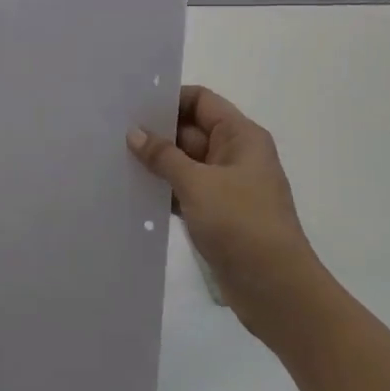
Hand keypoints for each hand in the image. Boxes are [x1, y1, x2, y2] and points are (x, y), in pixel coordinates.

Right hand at [129, 86, 326, 349]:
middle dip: (156, 133)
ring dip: (157, 164)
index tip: (133, 106)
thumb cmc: (242, 225)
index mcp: (241, 137)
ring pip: (185, 163)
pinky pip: (185, 191)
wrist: (276, 290)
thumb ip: (164, 156)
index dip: (169, 100)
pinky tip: (134, 192)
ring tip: (115, 160)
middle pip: (190, 131)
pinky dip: (164, 190)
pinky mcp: (217, 214)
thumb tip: (135, 132)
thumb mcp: (198, 184)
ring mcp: (226, 186)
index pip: (201, 101)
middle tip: (113, 133)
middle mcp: (235, 155)